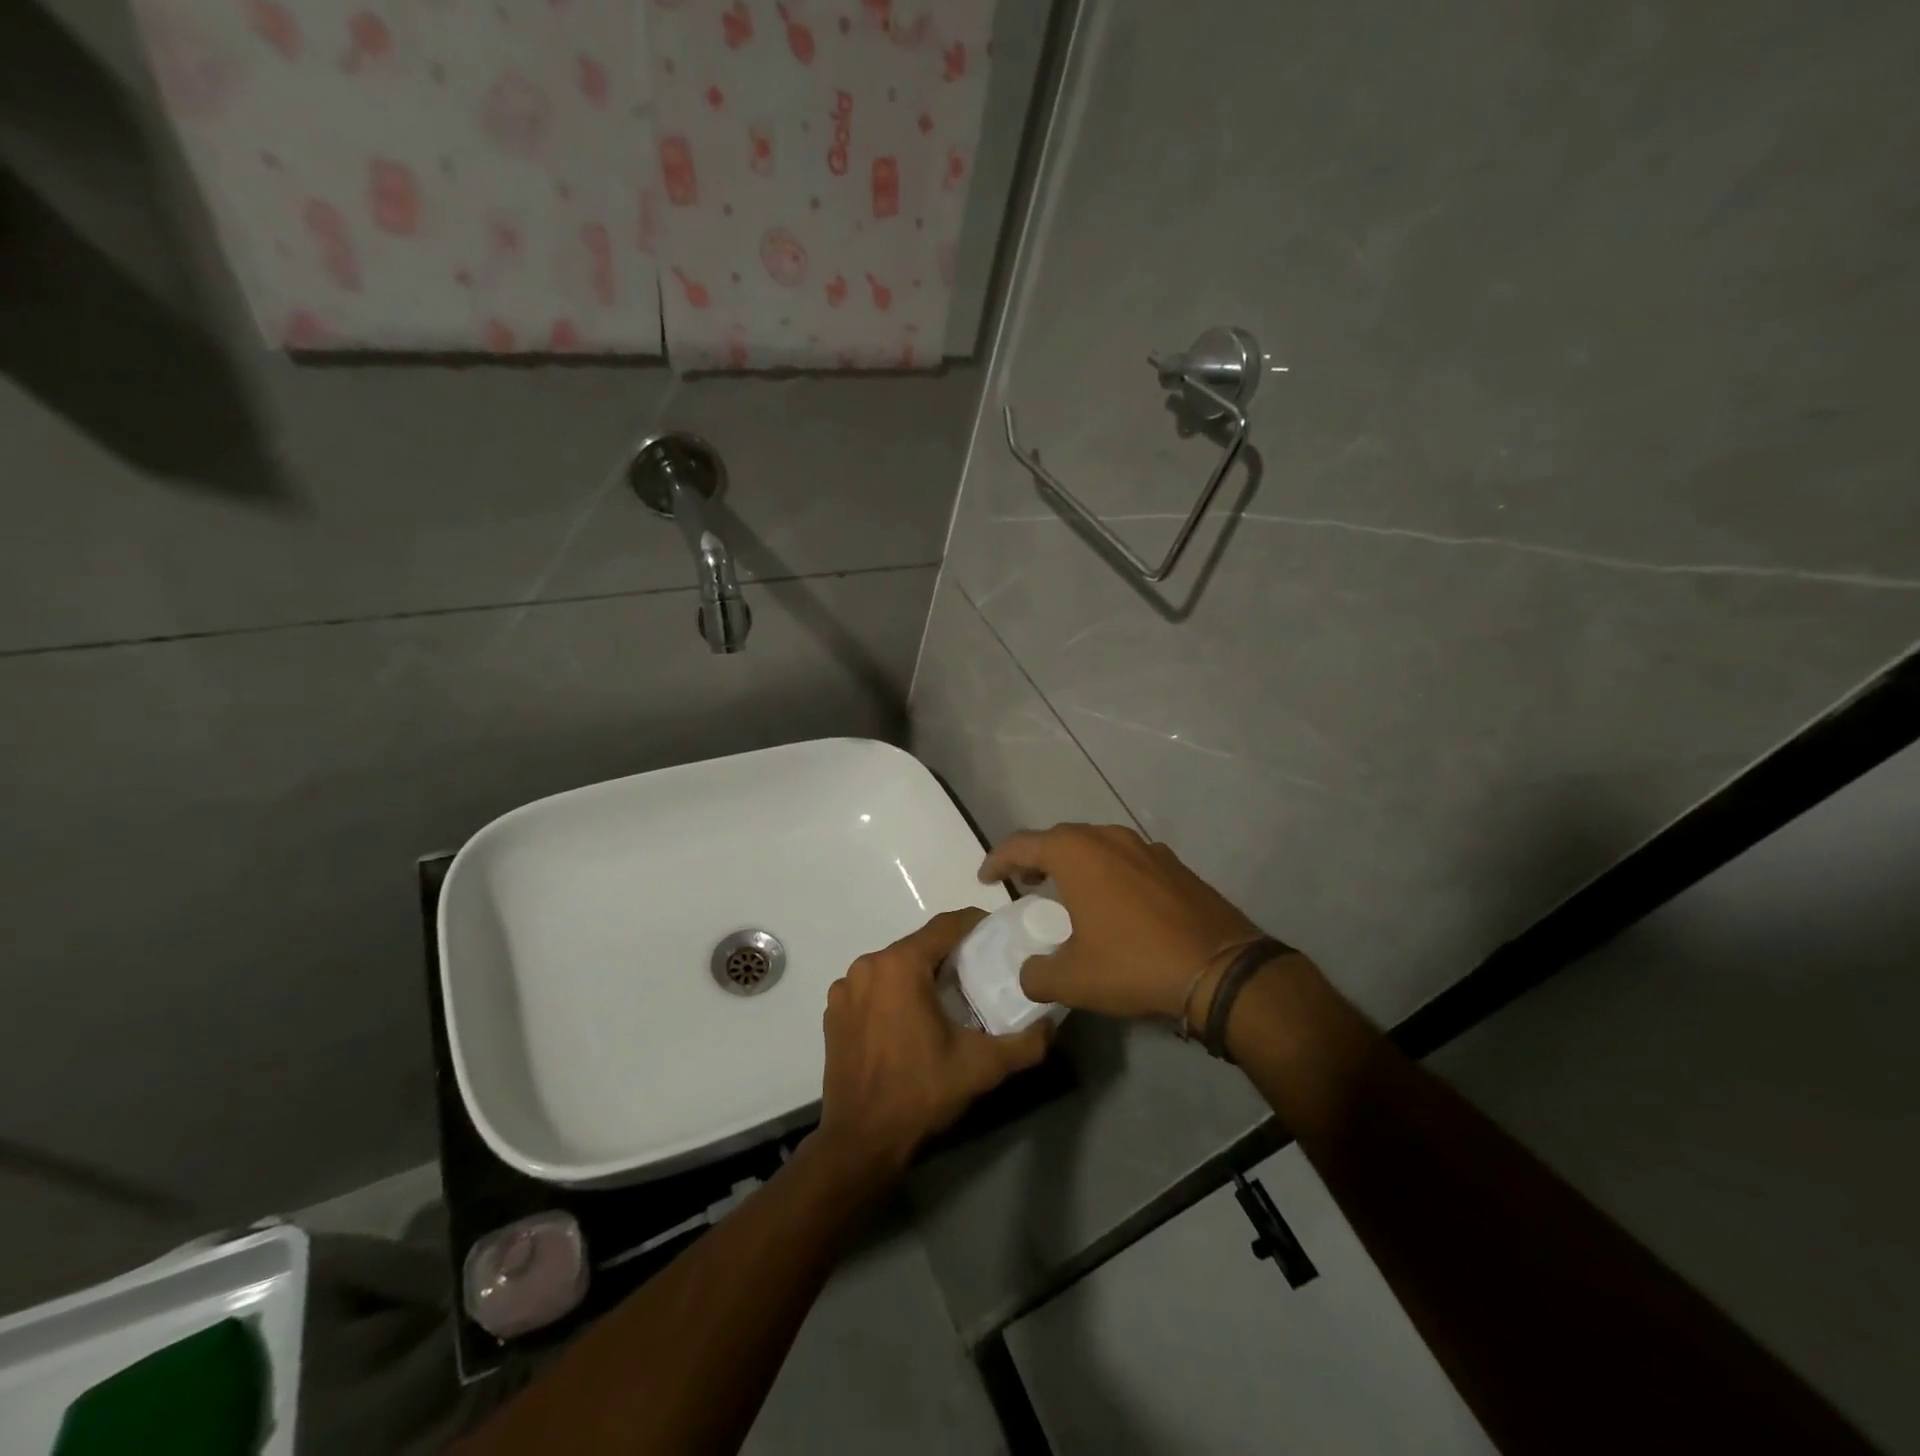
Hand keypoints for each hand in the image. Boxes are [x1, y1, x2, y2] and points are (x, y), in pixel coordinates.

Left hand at [817, 908, 1050, 1177]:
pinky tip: (911, 1019)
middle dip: (950, 953)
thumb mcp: (982, 1067)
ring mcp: (846, 988)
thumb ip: (1025, 1043)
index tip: (999, 935)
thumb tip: (1051, 1023)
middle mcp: (868, 965)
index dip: (975, 924)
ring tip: (949, 997)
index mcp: (900, 965)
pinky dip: (894, 992)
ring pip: (894, 965)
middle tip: (981, 971)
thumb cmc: (920, 1093)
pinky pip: (873, 986)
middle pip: (919, 944)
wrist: (861, 1142)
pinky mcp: (834, 1011)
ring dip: (921, 973)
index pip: (945, 926)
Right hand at [979, 824, 1267, 1024]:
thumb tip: (1029, 973)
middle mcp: (1109, 838)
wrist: (1221, 969)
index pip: (1022, 844)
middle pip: (1060, 837)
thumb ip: (1037, 974)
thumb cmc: (1135, 964)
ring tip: (1065, 890)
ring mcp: (1146, 848)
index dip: (998, 859)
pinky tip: (1113, 901)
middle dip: (1036, 857)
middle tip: (1024, 882)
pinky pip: (1127, 858)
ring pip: (1097, 844)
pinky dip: (1108, 871)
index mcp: (1077, 854)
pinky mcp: (1174, 865)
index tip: (984, 878)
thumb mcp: (1074, 979)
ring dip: (1074, 862)